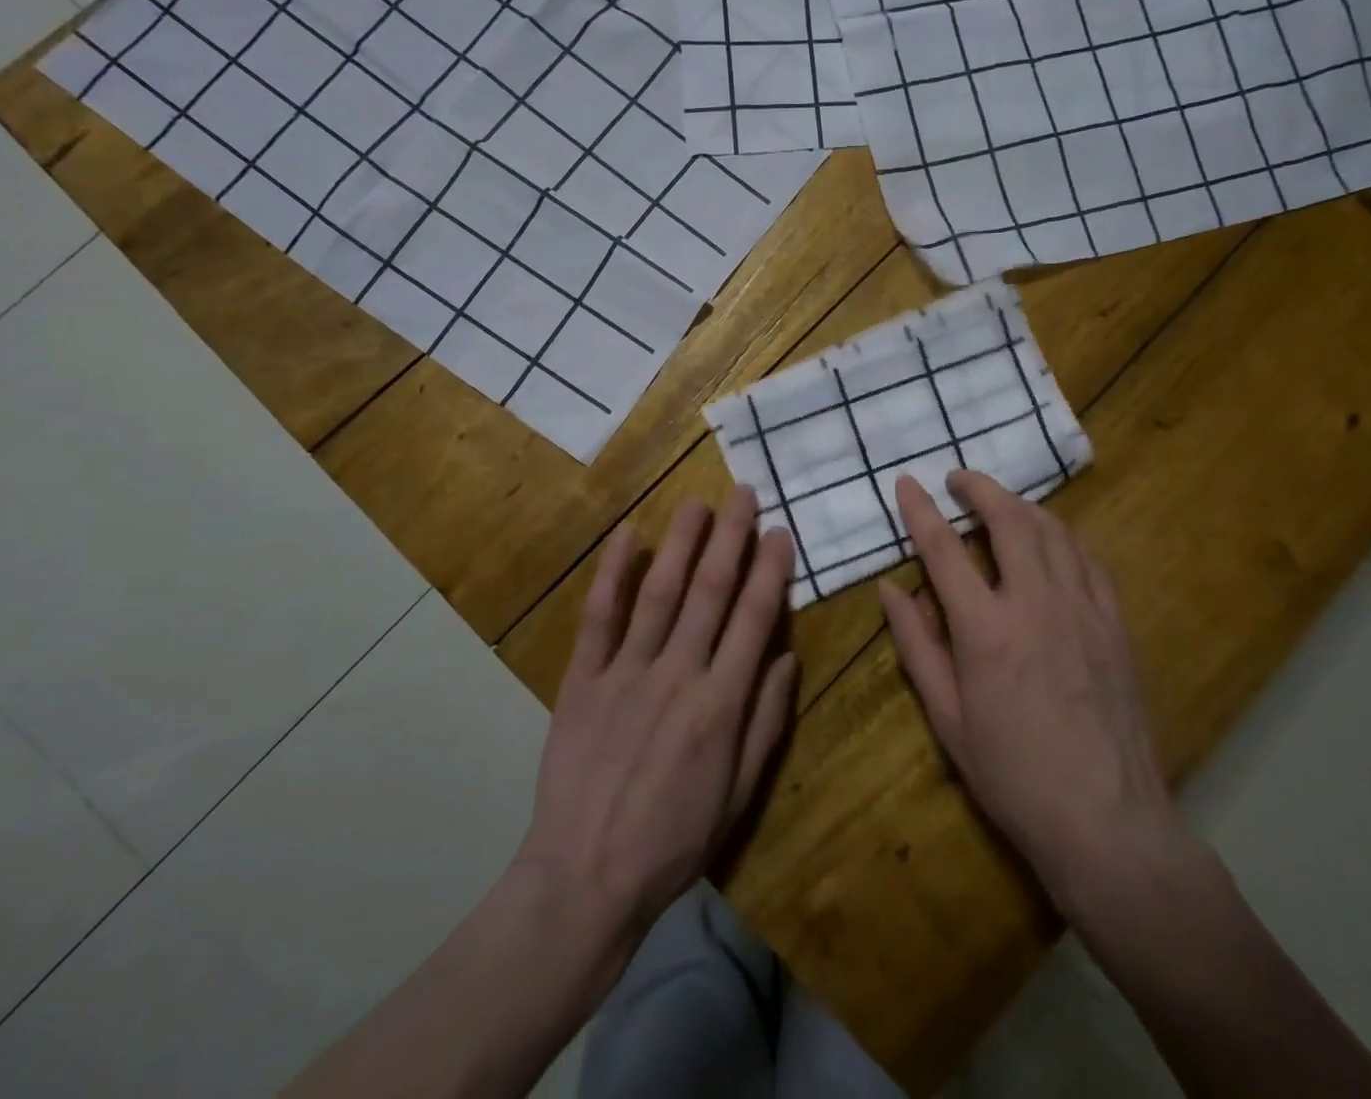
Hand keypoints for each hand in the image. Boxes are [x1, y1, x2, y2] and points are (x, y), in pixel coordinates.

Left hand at [515, 487, 798, 945]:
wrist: (586, 876)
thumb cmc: (674, 839)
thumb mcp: (739, 793)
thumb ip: (766, 721)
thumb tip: (787, 658)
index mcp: (721, 703)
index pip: (753, 619)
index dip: (770, 571)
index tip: (780, 533)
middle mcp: (678, 673)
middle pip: (710, 591)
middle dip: (731, 537)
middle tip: (743, 493)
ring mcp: (627, 671)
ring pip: (660, 591)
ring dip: (680, 541)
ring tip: (697, 503)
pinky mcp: (584, 678)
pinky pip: (600, 616)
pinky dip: (612, 572)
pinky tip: (626, 535)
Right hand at [879, 471, 1193, 910]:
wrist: (1108, 822)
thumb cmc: (1012, 775)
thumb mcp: (947, 717)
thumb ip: (917, 644)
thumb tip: (890, 589)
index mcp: (986, 630)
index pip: (945, 549)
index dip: (921, 510)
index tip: (907, 483)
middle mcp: (1036, 604)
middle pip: (1010, 520)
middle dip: (980, 488)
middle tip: (959, 478)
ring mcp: (1084, 609)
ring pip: (1053, 531)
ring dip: (1021, 506)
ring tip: (999, 503)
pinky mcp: (1115, 623)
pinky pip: (1088, 559)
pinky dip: (1061, 537)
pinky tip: (1050, 542)